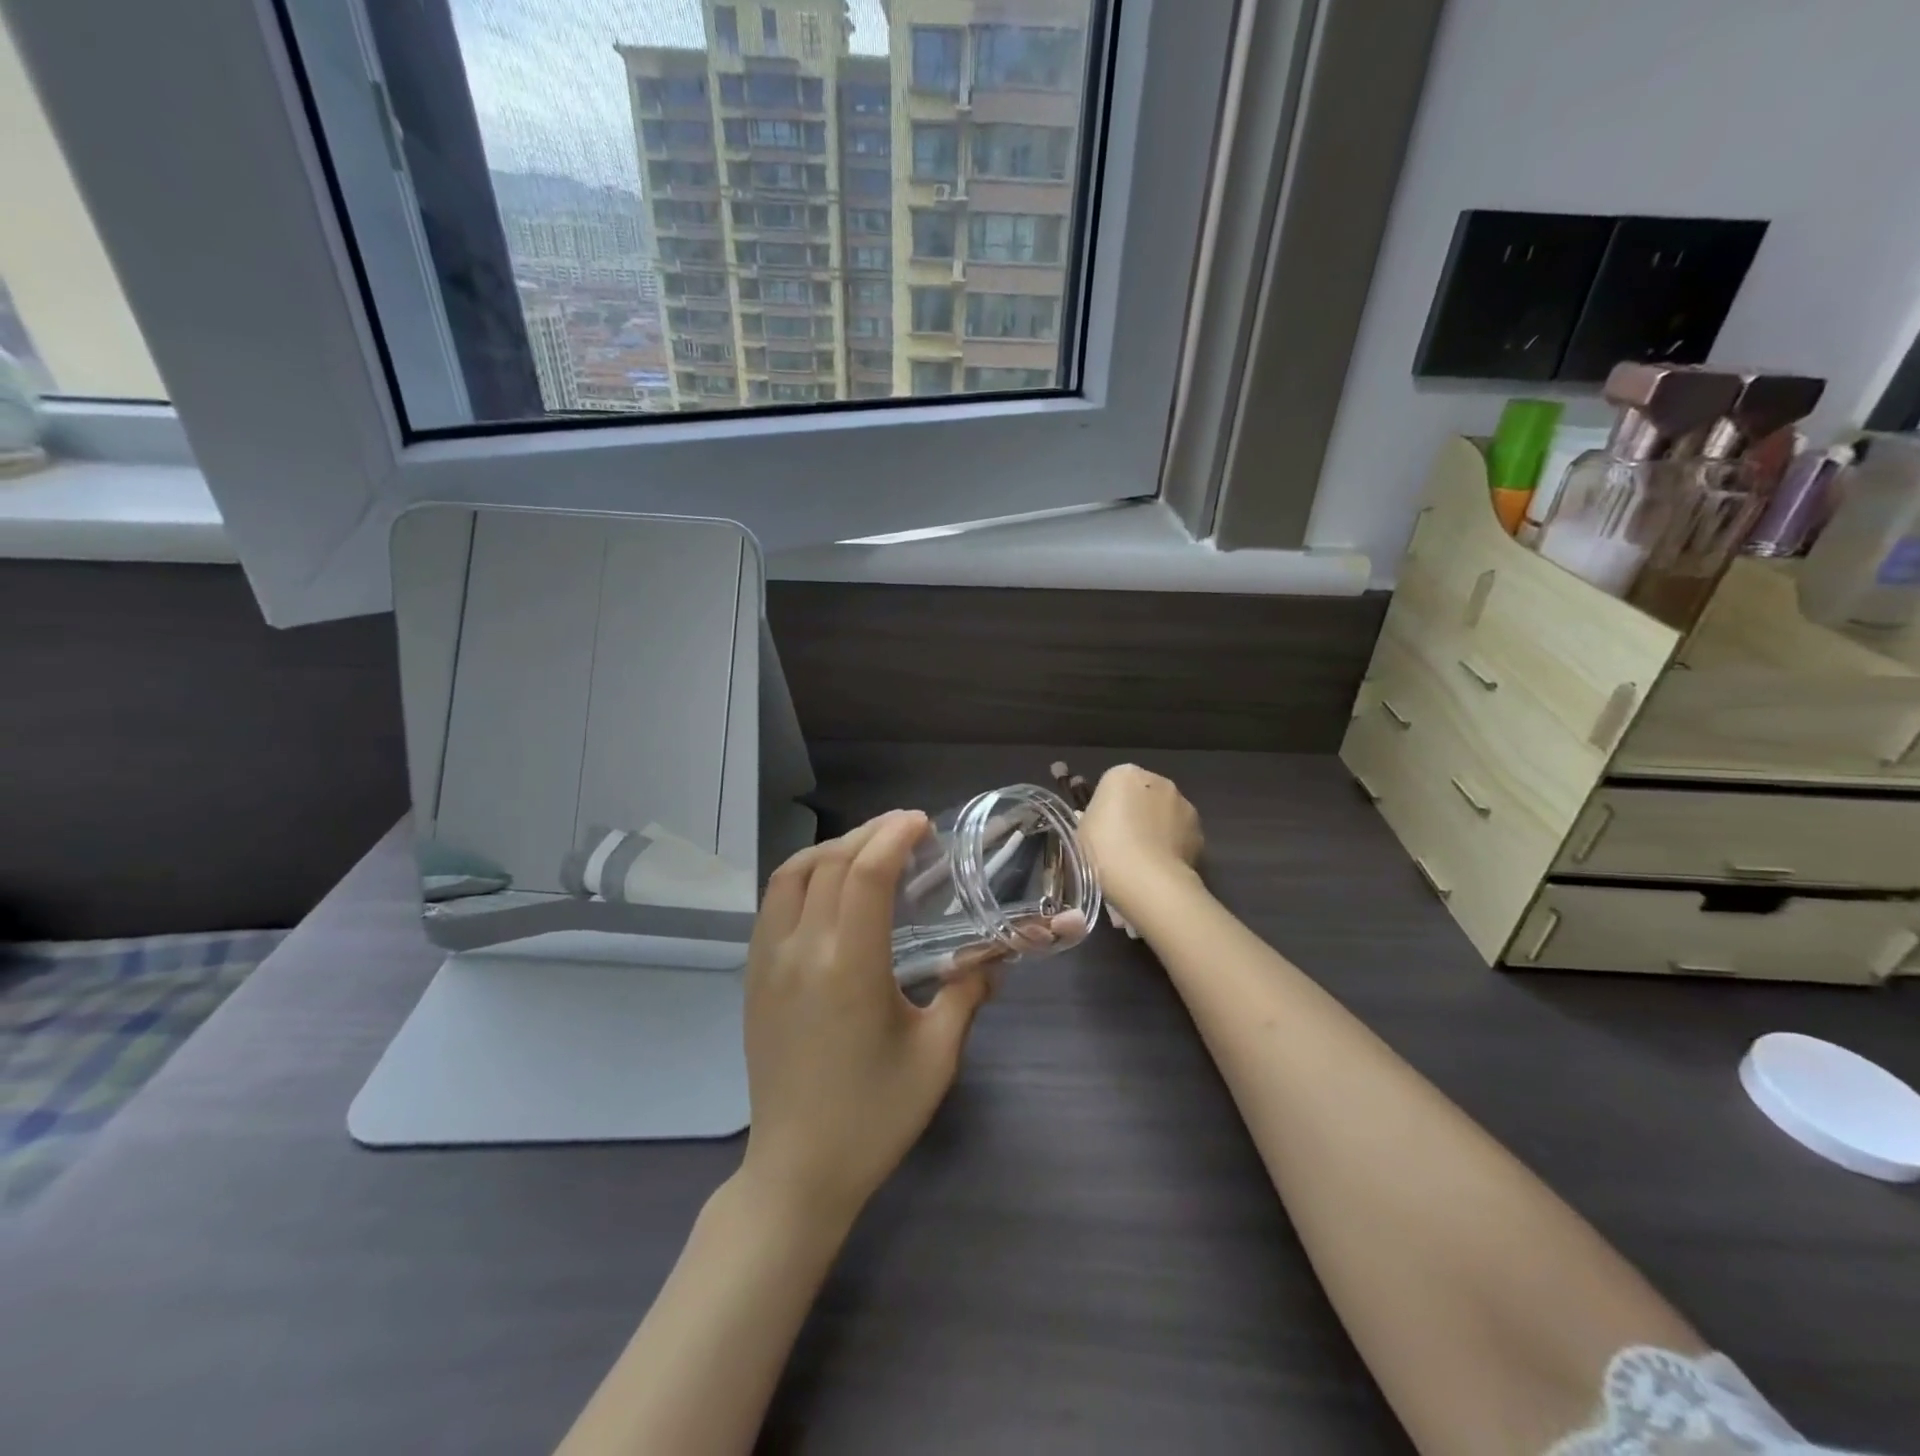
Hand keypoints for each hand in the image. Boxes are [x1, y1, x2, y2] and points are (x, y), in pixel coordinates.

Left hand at [740, 810, 994, 1228]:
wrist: (796, 1171)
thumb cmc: (873, 1117)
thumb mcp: (936, 1057)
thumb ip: (966, 996)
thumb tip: (992, 960)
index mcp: (848, 967)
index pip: (865, 874)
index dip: (893, 836)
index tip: (921, 823)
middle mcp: (800, 951)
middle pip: (828, 862)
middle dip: (868, 833)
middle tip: (905, 830)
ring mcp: (767, 962)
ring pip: (791, 874)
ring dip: (830, 848)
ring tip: (867, 849)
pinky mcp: (753, 977)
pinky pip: (773, 903)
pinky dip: (803, 875)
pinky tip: (829, 888)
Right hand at [1077, 765, 1203, 917]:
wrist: (1146, 879)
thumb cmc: (1104, 849)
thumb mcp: (1082, 831)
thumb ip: (1093, 818)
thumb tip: (1102, 822)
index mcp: (1123, 774)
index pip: (1113, 784)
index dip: (1108, 807)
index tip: (1103, 829)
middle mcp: (1158, 780)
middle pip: (1144, 794)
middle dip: (1136, 812)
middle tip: (1122, 842)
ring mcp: (1183, 804)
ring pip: (1166, 813)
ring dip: (1158, 827)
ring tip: (1144, 858)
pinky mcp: (1200, 830)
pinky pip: (1181, 834)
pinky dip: (1174, 845)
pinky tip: (1161, 866)